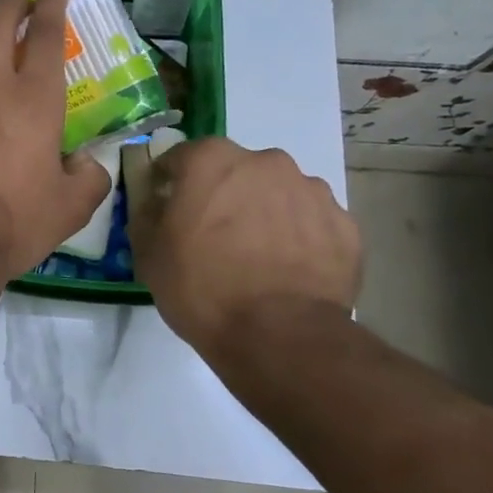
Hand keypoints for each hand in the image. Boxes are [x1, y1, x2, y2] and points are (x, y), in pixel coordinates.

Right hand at [130, 138, 360, 351]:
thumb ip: (147, 216)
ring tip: (258, 257)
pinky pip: (311, 223)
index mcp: (212, 160)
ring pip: (278, 193)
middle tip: (215, 235)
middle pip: (236, 171)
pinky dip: (299, 238)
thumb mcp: (148, 253)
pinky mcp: (345, 225)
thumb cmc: (202, 287)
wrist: (279, 335)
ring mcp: (311, 191)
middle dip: (224, 194)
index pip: (181, 157)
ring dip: (265, 213)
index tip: (167, 208)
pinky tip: (289, 271)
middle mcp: (265, 162)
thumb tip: (155, 203)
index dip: (170, 182)